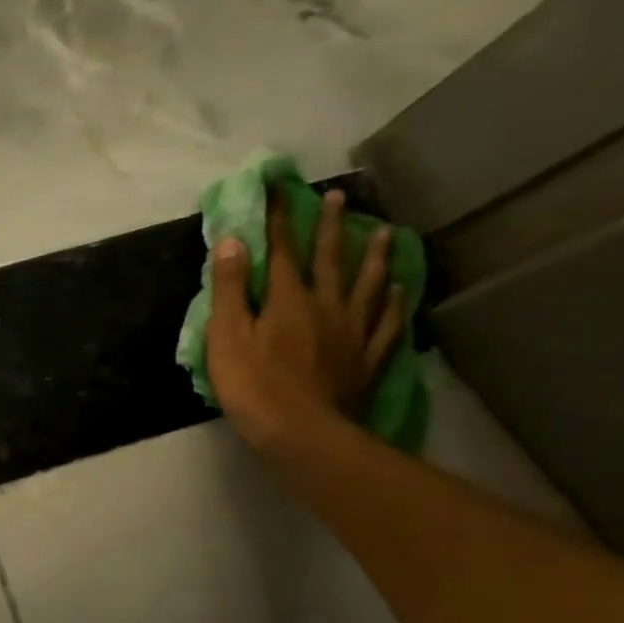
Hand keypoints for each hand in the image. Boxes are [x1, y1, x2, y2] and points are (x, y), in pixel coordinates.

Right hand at [206, 188, 406, 450]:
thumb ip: (229, 290)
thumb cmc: (253, 385)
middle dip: (330, 227)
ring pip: (366, 285)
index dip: (279, 220)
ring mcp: (352, 331)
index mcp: (287, 300)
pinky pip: (385, 322)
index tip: (280, 190)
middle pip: (329, 260)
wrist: (302, 432)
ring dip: (372, 257)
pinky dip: (391, 302)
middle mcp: (325, 305)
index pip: (281, 251)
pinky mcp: (366, 357)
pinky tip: (397, 289)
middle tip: (340, 197)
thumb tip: (232, 242)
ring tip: (382, 233)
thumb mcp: (226, 336)